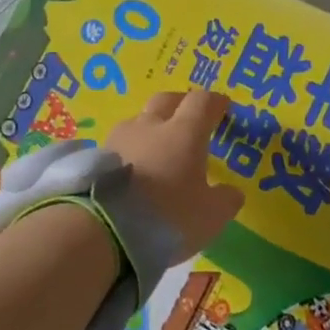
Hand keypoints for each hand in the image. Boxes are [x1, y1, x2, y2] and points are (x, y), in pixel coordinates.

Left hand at [104, 90, 244, 259]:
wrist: (104, 230)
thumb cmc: (168, 216)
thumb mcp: (210, 216)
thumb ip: (225, 200)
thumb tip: (232, 192)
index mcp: (185, 132)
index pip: (202, 102)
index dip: (214, 102)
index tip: (222, 107)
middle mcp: (151, 125)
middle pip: (167, 100)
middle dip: (181, 105)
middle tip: (190, 118)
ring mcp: (120, 138)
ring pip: (140, 120)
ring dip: (152, 127)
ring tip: (158, 149)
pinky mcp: (97, 156)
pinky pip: (121, 143)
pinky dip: (132, 149)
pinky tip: (134, 169)